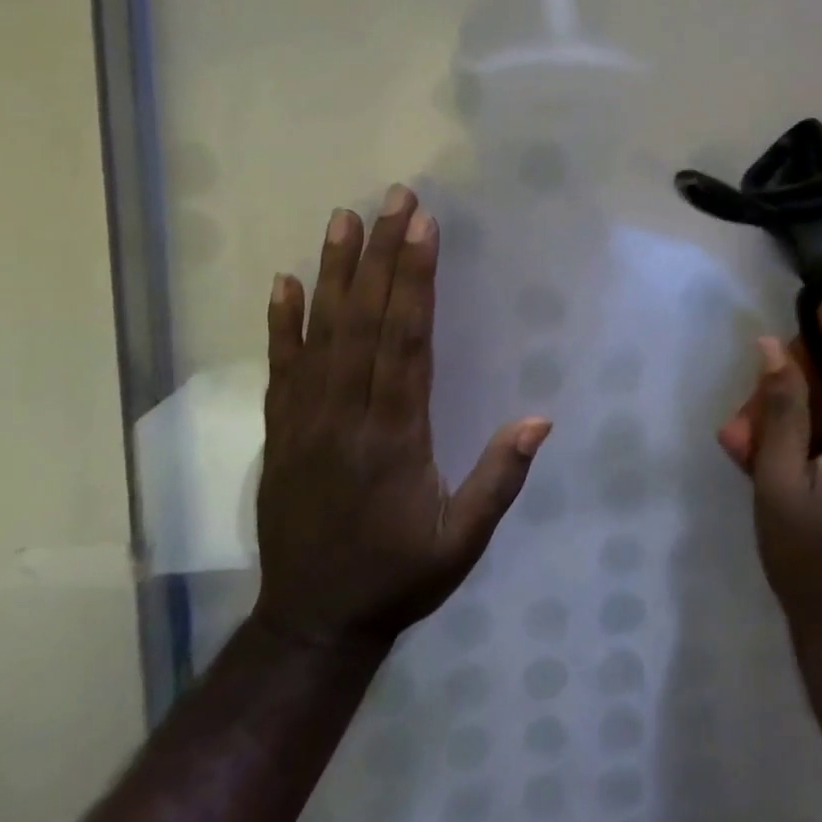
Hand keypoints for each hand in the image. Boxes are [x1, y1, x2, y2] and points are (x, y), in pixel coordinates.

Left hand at [252, 185, 552, 649]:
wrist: (312, 623)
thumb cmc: (398, 577)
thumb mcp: (462, 542)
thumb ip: (499, 479)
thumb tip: (540, 418)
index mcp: (394, 435)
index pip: (406, 340)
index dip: (415, 279)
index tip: (423, 227)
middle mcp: (346, 415)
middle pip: (365, 321)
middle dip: (382, 254)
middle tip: (393, 198)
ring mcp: (306, 421)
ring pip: (321, 333)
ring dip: (334, 272)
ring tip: (343, 220)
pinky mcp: (281, 432)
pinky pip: (281, 367)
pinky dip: (282, 322)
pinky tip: (285, 282)